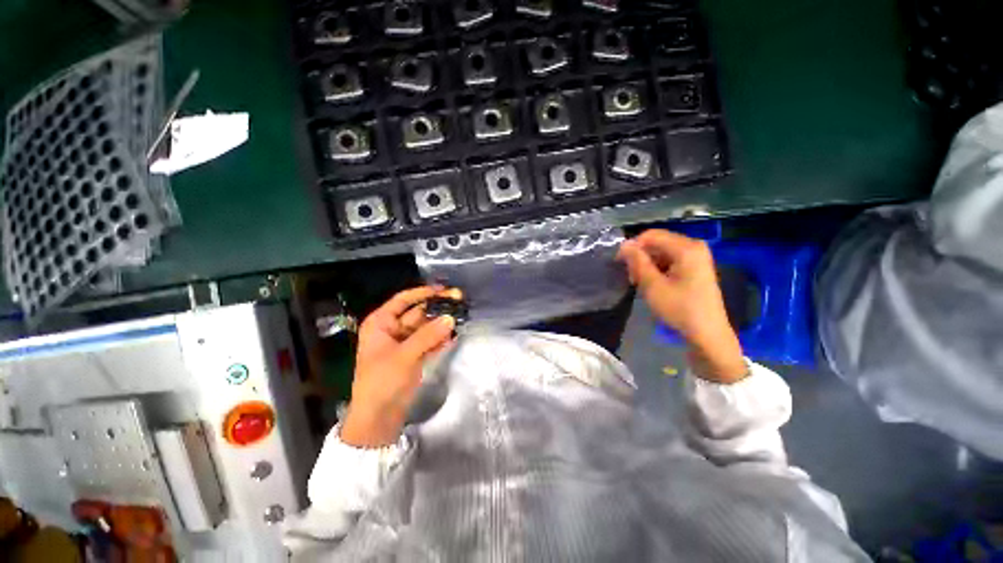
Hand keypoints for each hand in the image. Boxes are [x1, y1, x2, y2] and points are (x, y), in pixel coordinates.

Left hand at [340, 286, 458, 446]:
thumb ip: (428, 335)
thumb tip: (451, 318)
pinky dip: (441, 339)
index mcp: (381, 324)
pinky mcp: (414, 356)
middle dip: (438, 308)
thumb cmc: (382, 382)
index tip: (443, 289)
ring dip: (442, 323)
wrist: (378, 418)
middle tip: (460, 301)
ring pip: (426, 327)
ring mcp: (405, 343)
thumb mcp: (404, 356)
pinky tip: (456, 334)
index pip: (403, 300)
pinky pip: (430, 341)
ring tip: (462, 316)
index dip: (423, 292)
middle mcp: (392, 330)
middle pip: (418, 313)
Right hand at [618, 230, 747, 383]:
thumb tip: (624, 244)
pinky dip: (657, 269)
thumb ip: (637, 262)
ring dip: (647, 265)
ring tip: (639, 283)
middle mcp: (694, 247)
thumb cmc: (680, 309)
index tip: (619, 262)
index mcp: (687, 248)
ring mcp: (696, 257)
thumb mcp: (653, 286)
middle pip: (658, 243)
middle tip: (631, 277)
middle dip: (640, 257)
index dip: (632, 246)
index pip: (652, 235)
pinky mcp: (695, 268)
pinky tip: (651, 284)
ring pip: (662, 252)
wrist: (707, 334)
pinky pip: (670, 261)